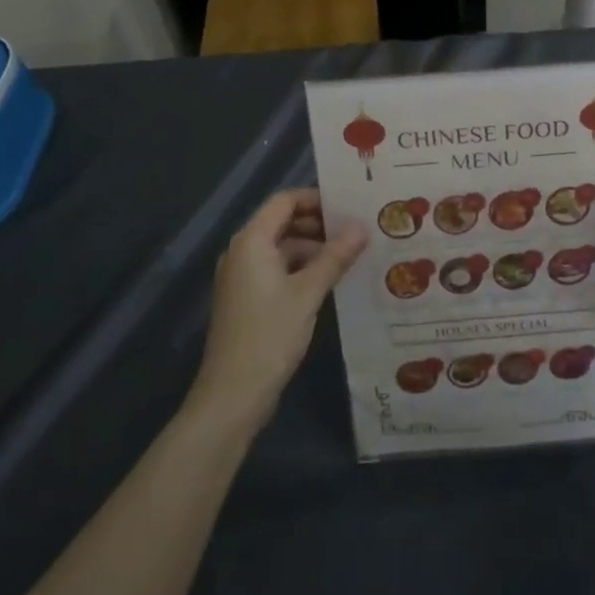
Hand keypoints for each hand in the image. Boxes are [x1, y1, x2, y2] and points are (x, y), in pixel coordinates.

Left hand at [189, 190, 366, 435]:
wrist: (233, 395)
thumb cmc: (269, 335)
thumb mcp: (308, 293)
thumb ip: (335, 257)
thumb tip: (361, 227)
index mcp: (251, 242)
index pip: (284, 201)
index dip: (316, 199)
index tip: (349, 207)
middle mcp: (243, 252)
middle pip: (283, 222)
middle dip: (319, 224)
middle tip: (357, 230)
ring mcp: (243, 277)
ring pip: (283, 248)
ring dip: (314, 248)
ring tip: (352, 255)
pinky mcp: (249, 299)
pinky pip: (278, 270)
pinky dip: (303, 269)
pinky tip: (331, 280)